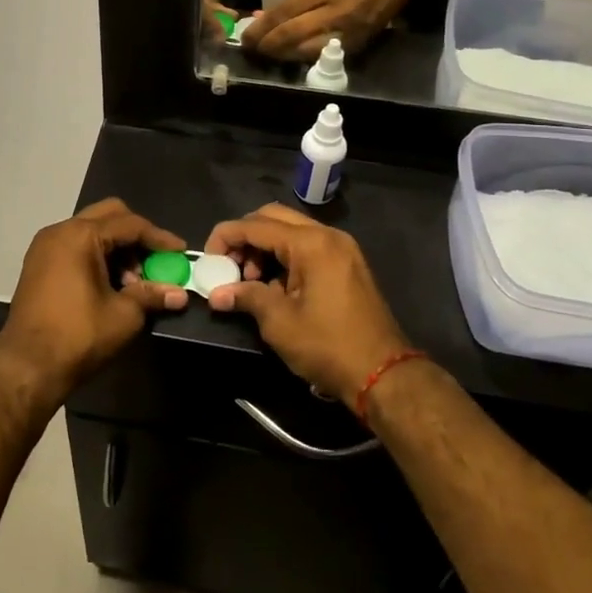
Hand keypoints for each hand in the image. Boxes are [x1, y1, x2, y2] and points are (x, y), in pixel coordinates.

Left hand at [0, 199, 187, 397]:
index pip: (130, 224)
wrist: (26, 367)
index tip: (181, 252)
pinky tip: (110, 285)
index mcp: (80, 235)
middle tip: (154, 262)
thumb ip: (152, 295)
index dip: (159, 238)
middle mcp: (59, 231)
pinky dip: (97, 256)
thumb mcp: (124, 315)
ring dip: (117, 248)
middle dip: (136, 236)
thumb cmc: (78, 336)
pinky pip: (75, 246)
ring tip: (132, 283)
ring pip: (91, 231)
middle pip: (108, 216)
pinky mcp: (38, 264)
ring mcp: (45, 247)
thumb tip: (180, 294)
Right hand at [201, 204, 411, 405]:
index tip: (208, 259)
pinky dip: (285, 258)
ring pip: (291, 232)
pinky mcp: (347, 265)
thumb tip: (217, 294)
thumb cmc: (327, 345)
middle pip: (273, 218)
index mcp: (311, 243)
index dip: (225, 237)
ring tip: (251, 282)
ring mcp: (341, 249)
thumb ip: (246, 297)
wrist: (383, 374)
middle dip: (245, 238)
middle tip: (229, 267)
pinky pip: (308, 247)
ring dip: (265, 248)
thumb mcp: (279, 322)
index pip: (256, 225)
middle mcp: (327, 236)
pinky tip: (275, 287)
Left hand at [242, 0, 401, 61]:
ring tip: (268, 55)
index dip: (262, 29)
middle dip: (268, 45)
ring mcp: (347, 33)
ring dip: (283, 55)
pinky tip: (290, 57)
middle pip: (292, 36)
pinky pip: (323, 56)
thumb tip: (264, 18)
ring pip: (306, 52)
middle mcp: (335, 14)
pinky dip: (303, 58)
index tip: (246, 37)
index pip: (284, 14)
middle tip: (252, 49)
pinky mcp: (356, 46)